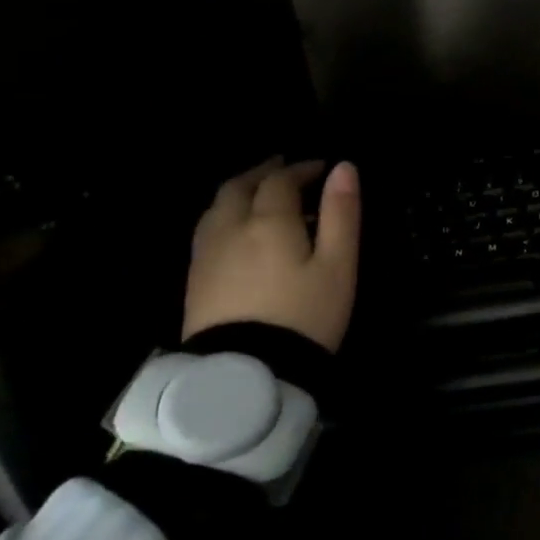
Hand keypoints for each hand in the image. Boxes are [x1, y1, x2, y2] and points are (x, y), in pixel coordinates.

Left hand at [183, 157, 361, 350]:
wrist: (247, 372)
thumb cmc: (305, 315)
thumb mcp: (338, 264)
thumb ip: (341, 213)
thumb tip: (344, 168)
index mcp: (269, 221)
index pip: (281, 180)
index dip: (302, 169)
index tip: (322, 167)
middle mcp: (231, 228)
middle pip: (239, 187)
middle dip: (263, 173)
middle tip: (284, 168)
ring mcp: (207, 255)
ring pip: (216, 207)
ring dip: (239, 191)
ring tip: (259, 194)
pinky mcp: (195, 280)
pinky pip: (207, 231)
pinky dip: (225, 215)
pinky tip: (236, 230)